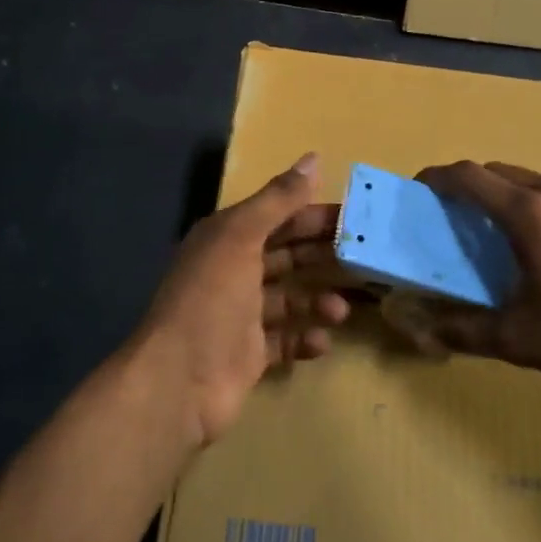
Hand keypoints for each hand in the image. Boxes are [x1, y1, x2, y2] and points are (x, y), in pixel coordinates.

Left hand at [137, 154, 350, 448]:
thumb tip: (314, 157)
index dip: (313, 212)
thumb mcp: (242, 237)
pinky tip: (322, 341)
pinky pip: (285, 340)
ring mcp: (241, 315)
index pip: (278, 216)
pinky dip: (305, 338)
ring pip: (289, 298)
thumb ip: (279, 199)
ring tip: (340, 309)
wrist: (177, 384)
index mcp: (227, 237)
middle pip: (286, 254)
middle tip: (363, 258)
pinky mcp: (249, 354)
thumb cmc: (211, 299)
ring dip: (317, 300)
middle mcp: (233, 270)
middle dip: (322, 255)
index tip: (355, 216)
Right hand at [415, 161, 540, 405]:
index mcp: (531, 214)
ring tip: (512, 240)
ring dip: (514, 200)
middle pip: (502, 174)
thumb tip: (418, 327)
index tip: (420, 188)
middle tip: (461, 221)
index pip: (470, 177)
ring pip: (538, 184)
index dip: (439, 177)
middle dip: (474, 189)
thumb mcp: (518, 341)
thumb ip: (462, 330)